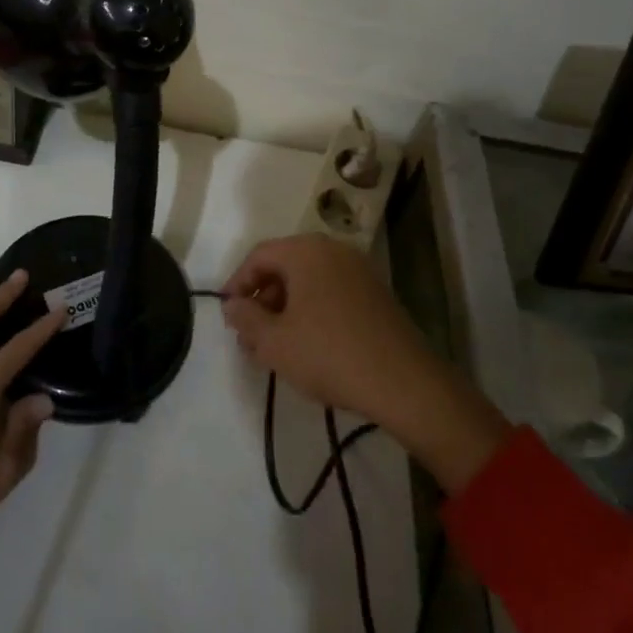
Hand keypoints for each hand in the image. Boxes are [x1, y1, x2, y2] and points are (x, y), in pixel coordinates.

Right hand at [222, 235, 509, 492]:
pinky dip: (312, 311)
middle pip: (285, 266)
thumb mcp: (274, 342)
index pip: (259, 256)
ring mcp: (359, 270)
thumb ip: (245, 318)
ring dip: (285, 308)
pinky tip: (307, 345)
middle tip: (249, 334)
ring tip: (275, 345)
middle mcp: (333, 250)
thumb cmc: (328, 354)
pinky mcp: (376, 293)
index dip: (237, 284)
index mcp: (306, 251)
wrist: (404, 383)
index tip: (228, 314)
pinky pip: (331, 292)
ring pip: (308, 281)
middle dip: (262, 299)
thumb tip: (232, 305)